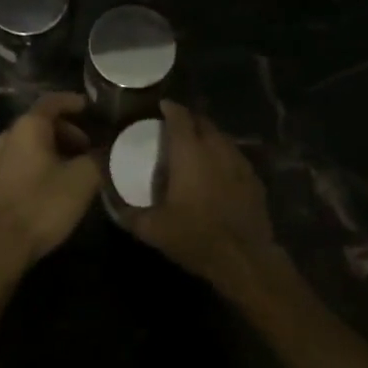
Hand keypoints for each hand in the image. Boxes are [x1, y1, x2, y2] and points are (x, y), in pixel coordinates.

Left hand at [0, 93, 101, 264]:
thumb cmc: (42, 205)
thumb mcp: (82, 180)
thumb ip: (97, 158)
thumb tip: (103, 151)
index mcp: (28, 126)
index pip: (53, 101)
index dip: (74, 101)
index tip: (90, 108)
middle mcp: (7, 135)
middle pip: (41, 123)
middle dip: (67, 132)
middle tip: (88, 148)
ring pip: (29, 144)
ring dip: (53, 150)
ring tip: (73, 170)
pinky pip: (19, 162)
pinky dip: (37, 164)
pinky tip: (50, 186)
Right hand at [126, 101, 282, 295]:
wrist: (245, 260)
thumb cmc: (195, 237)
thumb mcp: (154, 230)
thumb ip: (130, 214)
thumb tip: (113, 205)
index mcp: (189, 151)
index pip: (180, 116)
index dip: (170, 108)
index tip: (161, 107)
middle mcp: (216, 147)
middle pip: (203, 122)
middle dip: (189, 120)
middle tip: (175, 129)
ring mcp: (239, 162)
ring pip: (222, 138)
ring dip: (208, 137)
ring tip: (196, 148)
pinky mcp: (255, 179)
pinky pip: (235, 157)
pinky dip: (224, 157)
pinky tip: (218, 173)